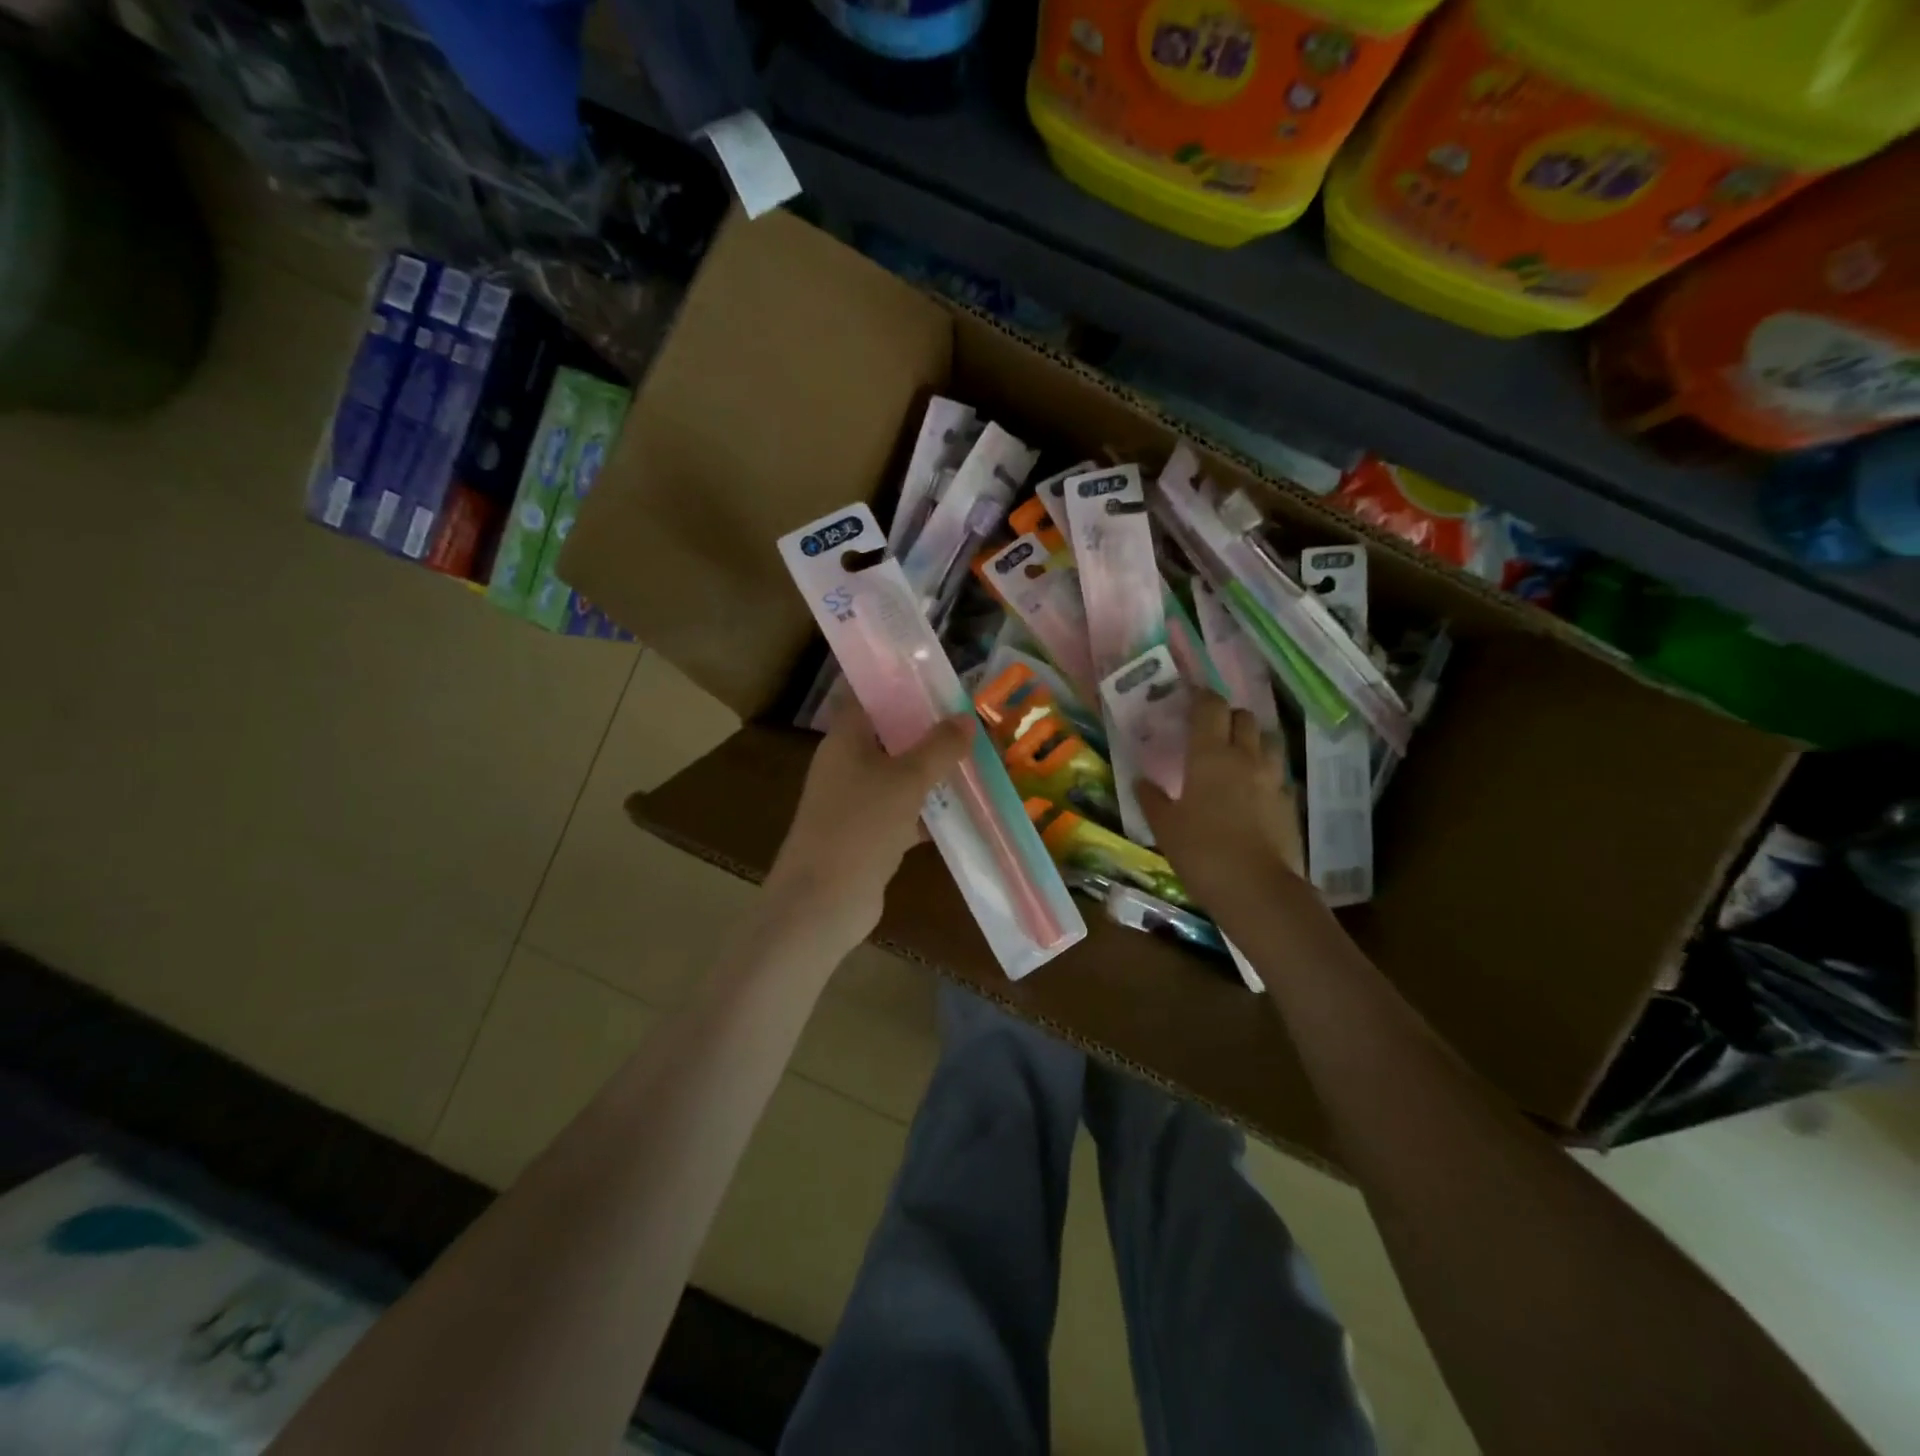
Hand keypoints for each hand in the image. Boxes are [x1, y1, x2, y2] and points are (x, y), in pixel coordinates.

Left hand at [766, 698, 972, 950]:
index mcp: (845, 739)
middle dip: (927, 730)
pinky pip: (903, 812)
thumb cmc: (860, 825)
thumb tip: (966, 718)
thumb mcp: (907, 780)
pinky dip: (929, 811)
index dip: (900, 684)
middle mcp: (847, 764)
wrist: (823, 901)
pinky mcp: (868, 835)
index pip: (868, 696)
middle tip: (969, 720)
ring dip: (932, 771)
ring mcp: (856, 802)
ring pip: (899, 776)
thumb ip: (939, 747)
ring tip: (975, 759)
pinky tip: (964, 810)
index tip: (937, 679)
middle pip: (889, 736)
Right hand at [1137, 690, 1309, 917]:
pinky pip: (1276, 772)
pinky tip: (1251, 790)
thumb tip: (1141, 781)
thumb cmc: (1201, 852)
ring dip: (1252, 739)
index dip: (1200, 697)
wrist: (1256, 889)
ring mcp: (1272, 778)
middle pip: (1243, 716)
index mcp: (1209, 755)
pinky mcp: (1288, 801)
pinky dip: (1264, 771)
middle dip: (1227, 716)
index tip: (1189, 699)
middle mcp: (1245, 757)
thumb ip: (1152, 799)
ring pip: (1267, 740)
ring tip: (1235, 755)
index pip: (1210, 707)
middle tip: (1210, 730)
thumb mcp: (1165, 827)